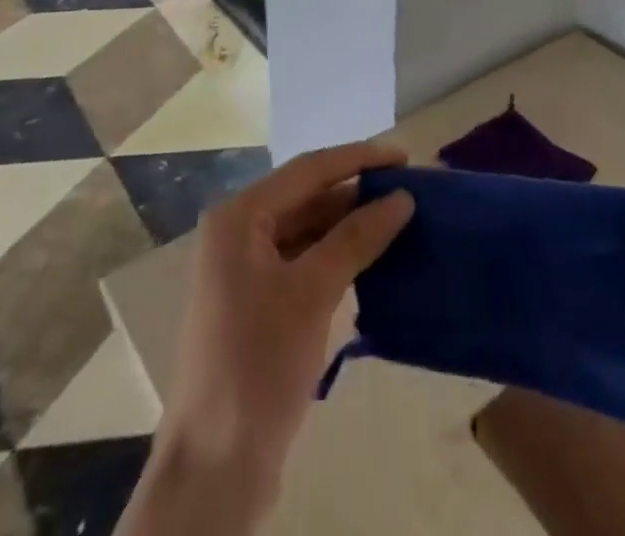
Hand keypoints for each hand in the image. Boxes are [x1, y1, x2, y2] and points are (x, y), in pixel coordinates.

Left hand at [121, 141, 415, 534]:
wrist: (214, 468)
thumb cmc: (257, 364)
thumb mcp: (312, 293)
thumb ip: (357, 238)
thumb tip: (402, 198)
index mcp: (239, 217)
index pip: (309, 170)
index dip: (358, 159)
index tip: (404, 157)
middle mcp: (238, 233)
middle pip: (307, 197)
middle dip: (357, 193)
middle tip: (409, 190)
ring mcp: (246, 270)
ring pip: (308, 230)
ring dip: (351, 224)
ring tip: (401, 219)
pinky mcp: (259, 303)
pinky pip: (305, 261)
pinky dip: (338, 255)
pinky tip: (374, 258)